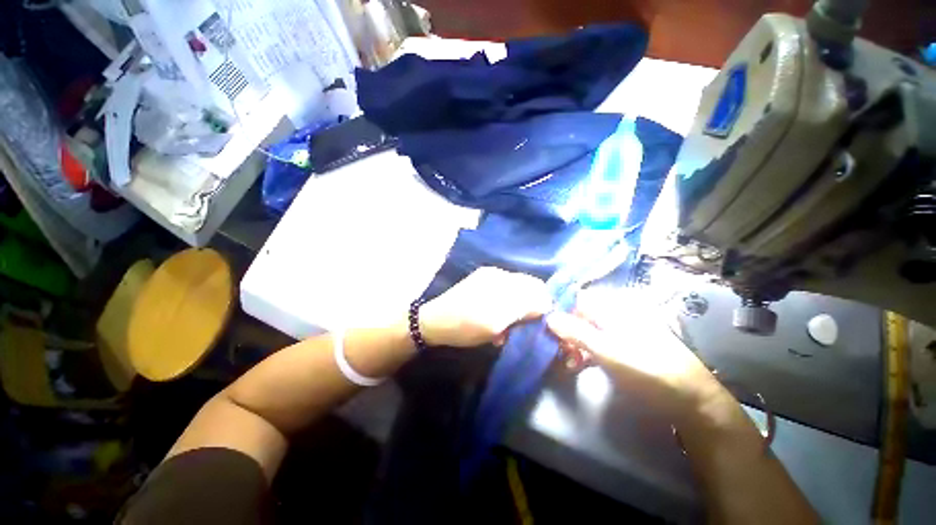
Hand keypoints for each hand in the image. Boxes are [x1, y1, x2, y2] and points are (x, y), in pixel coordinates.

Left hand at [420, 267, 551, 347]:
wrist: (434, 322)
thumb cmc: (466, 326)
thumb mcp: (497, 323)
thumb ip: (524, 309)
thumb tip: (546, 303)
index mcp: (504, 282)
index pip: (537, 287)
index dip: (543, 304)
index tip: (539, 323)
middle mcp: (499, 274)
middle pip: (527, 287)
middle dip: (529, 307)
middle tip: (522, 326)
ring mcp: (489, 276)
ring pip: (516, 290)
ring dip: (516, 309)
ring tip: (506, 328)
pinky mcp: (481, 280)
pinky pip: (503, 290)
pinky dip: (505, 305)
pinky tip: (497, 319)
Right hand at [546, 286, 720, 414]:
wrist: (692, 400)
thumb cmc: (647, 371)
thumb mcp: (608, 351)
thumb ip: (576, 332)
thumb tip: (548, 316)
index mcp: (613, 307)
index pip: (576, 299)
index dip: (558, 310)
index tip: (545, 328)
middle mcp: (616, 313)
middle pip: (579, 315)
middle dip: (564, 332)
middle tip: (556, 351)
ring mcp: (621, 330)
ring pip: (586, 329)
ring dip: (573, 345)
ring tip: (567, 363)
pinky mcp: (624, 345)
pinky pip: (597, 342)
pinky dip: (585, 352)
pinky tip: (579, 366)